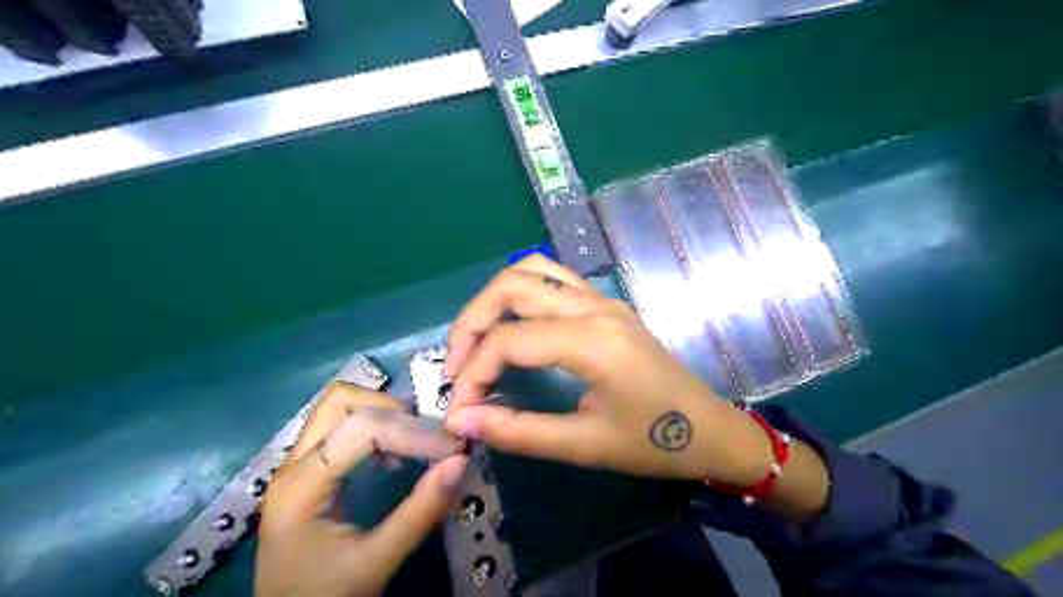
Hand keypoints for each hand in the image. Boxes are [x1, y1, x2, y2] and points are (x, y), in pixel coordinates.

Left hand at [254, 383, 466, 596]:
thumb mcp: (377, 562)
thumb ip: (420, 512)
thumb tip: (462, 461)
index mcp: (301, 488)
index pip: (361, 429)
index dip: (412, 431)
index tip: (451, 446)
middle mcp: (292, 466)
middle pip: (340, 401)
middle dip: (391, 408)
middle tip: (427, 434)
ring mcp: (296, 465)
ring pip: (339, 408)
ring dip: (382, 412)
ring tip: (414, 440)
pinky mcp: (307, 471)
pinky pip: (340, 426)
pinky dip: (373, 426)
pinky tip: (393, 455)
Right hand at [440, 255, 774, 483]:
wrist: (710, 429)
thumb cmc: (654, 443)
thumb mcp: (584, 446)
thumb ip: (518, 431)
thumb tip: (461, 419)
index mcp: (593, 341)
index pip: (508, 341)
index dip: (472, 373)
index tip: (459, 409)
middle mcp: (594, 306)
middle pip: (510, 287)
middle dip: (471, 323)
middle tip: (456, 366)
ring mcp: (602, 299)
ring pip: (530, 270)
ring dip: (493, 300)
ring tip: (477, 342)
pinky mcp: (606, 304)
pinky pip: (553, 277)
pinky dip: (521, 293)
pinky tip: (513, 325)